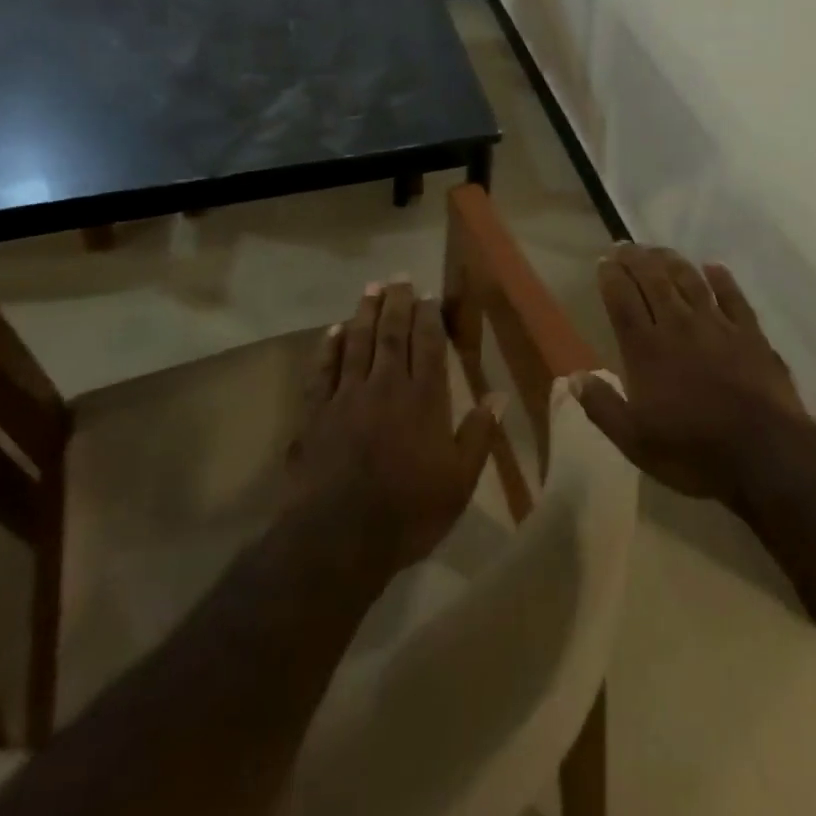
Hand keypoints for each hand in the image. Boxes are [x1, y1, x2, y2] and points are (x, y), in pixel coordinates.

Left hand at [288, 280, 501, 575]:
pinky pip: (323, 370)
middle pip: (392, 334)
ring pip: (357, 343)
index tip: (429, 295)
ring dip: (365, 313)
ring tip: (371, 289)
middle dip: (397, 303)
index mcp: (424, 399)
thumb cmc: (408, 512)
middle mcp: (386, 386)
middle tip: (399, 277)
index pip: (428, 344)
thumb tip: (500, 396)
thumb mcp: (459, 481)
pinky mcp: (316, 413)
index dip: (429, 316)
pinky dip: (328, 348)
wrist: (339, 538)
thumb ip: (478, 435)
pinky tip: (332, 331)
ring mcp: (347, 396)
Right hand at [578, 245, 812, 505]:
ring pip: (690, 280)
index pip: (622, 300)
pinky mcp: (750, 333)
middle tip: (624, 245)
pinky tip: (713, 267)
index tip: (603, 262)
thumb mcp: (635, 441)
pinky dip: (722, 278)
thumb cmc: (693, 450)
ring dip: (672, 261)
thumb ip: (602, 406)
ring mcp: (717, 325)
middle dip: (635, 259)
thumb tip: (573, 377)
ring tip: (659, 250)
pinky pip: (733, 296)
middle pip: (653, 280)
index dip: (610, 277)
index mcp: (646, 349)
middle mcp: (678, 325)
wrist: (765, 453)